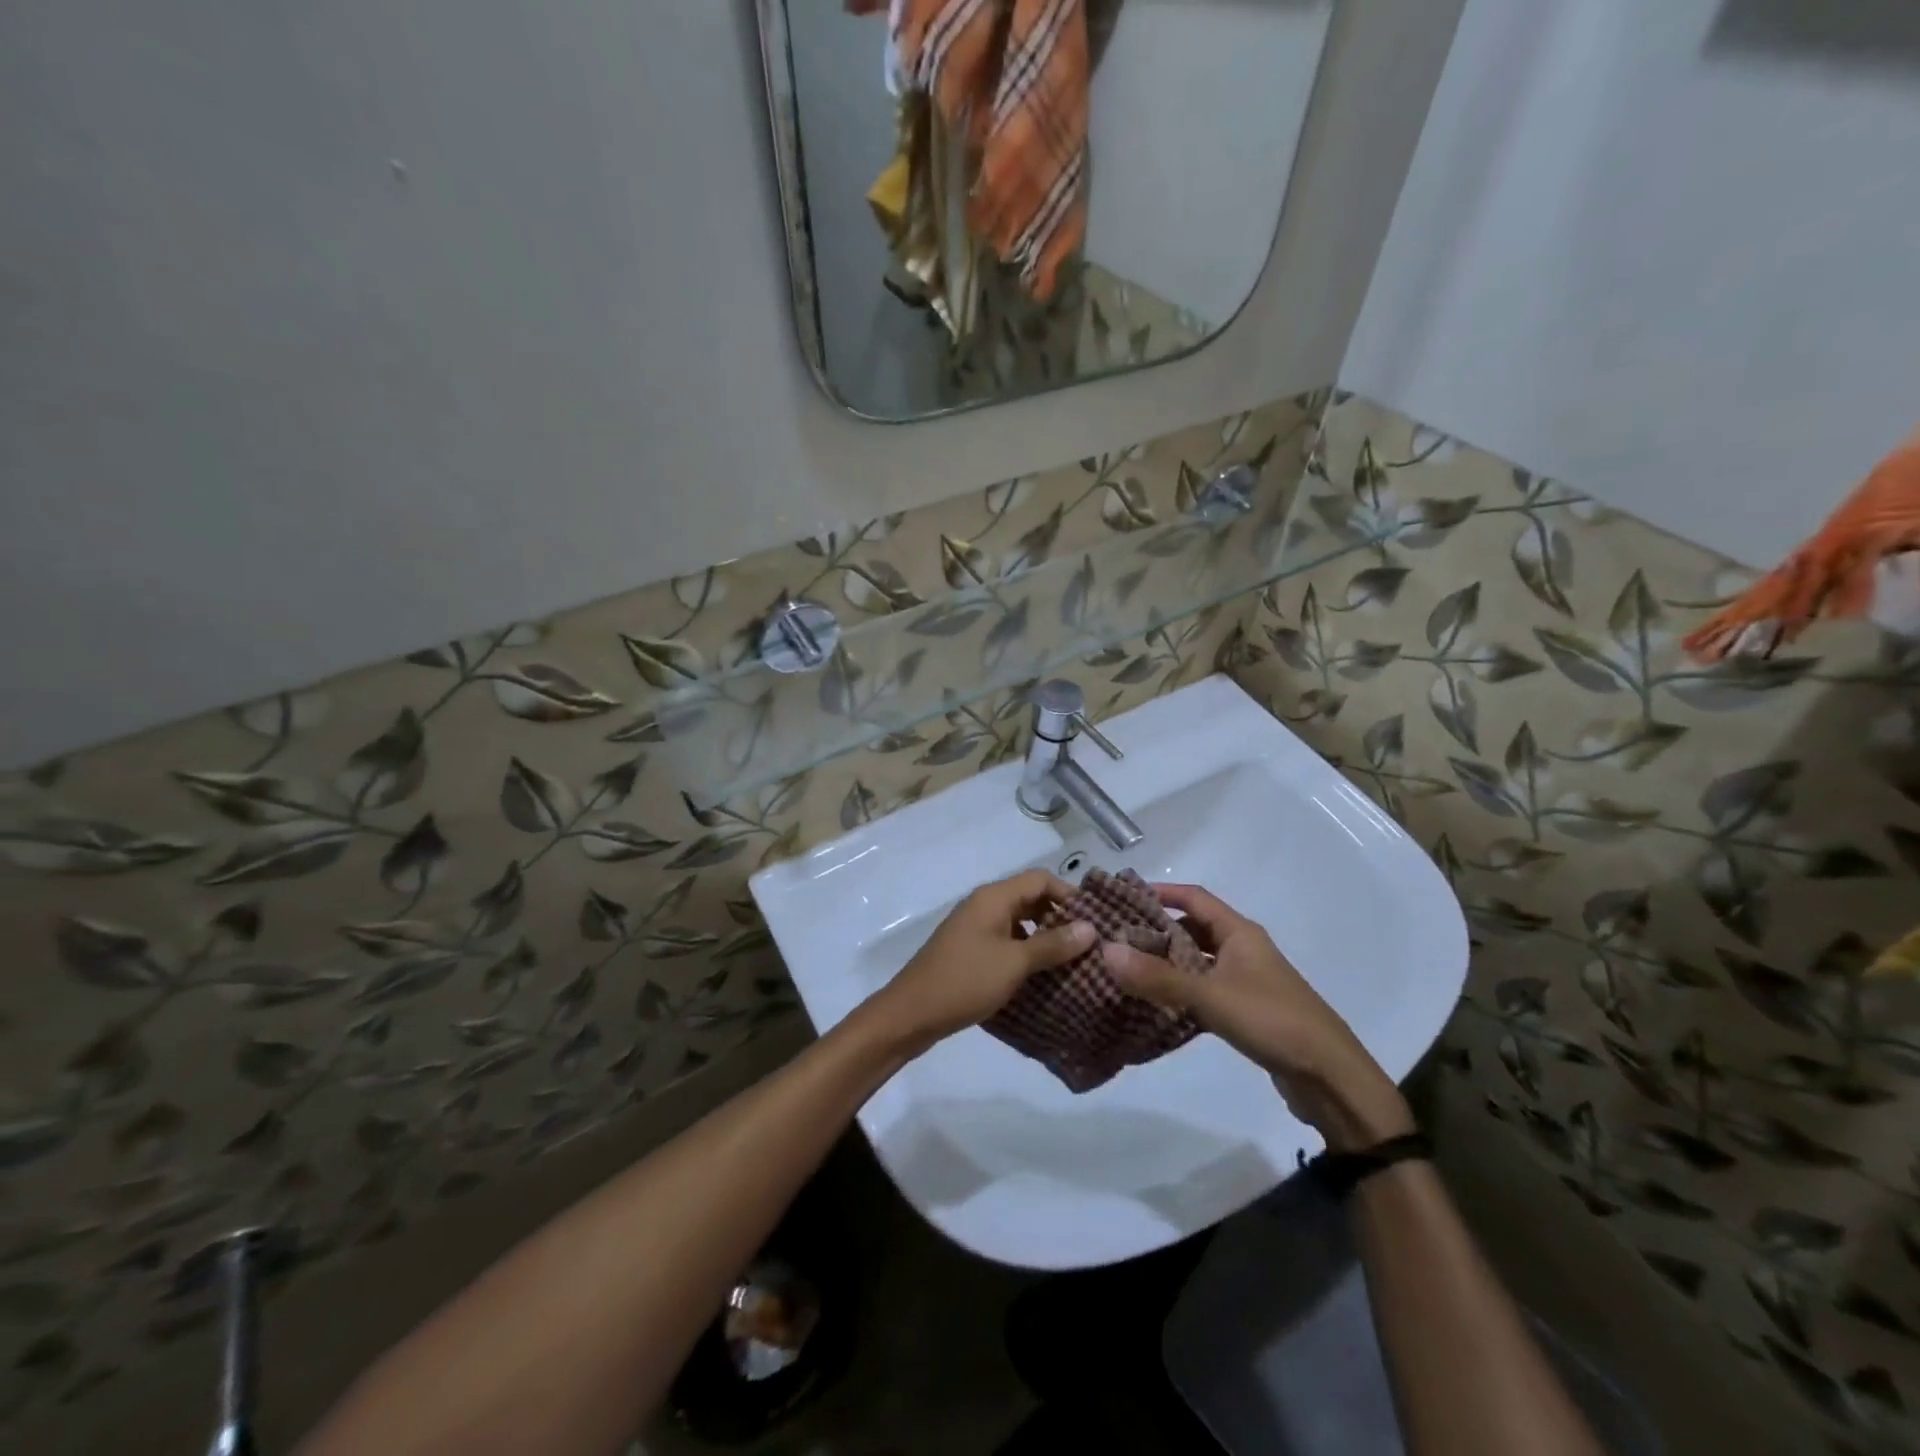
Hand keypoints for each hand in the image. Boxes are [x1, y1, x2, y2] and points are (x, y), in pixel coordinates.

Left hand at [866, 870, 1094, 1051]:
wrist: (911, 1013)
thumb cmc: (965, 981)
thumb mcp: (1014, 963)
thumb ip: (1052, 944)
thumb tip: (1091, 928)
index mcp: (993, 898)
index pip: (1040, 879)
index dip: (1069, 894)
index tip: (1096, 921)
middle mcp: (984, 905)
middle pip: (1030, 898)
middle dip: (1060, 917)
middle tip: (1089, 944)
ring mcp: (974, 928)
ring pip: (1019, 922)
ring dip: (1044, 937)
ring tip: (1072, 962)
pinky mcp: (970, 951)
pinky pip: (1006, 941)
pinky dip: (1026, 952)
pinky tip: (1042, 976)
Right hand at [1102, 883, 1413, 1150]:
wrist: (1331, 1078)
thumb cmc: (1273, 1021)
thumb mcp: (1211, 996)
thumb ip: (1158, 977)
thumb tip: (1106, 951)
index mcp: (1240, 933)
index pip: (1194, 897)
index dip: (1160, 892)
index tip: (1122, 896)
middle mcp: (1243, 949)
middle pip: (1193, 928)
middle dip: (1156, 929)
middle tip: (1115, 937)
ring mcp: (1246, 981)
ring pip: (1197, 961)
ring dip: (1166, 962)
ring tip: (1126, 968)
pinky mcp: (1246, 1012)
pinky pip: (1204, 989)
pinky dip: (1180, 991)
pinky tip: (1155, 1004)